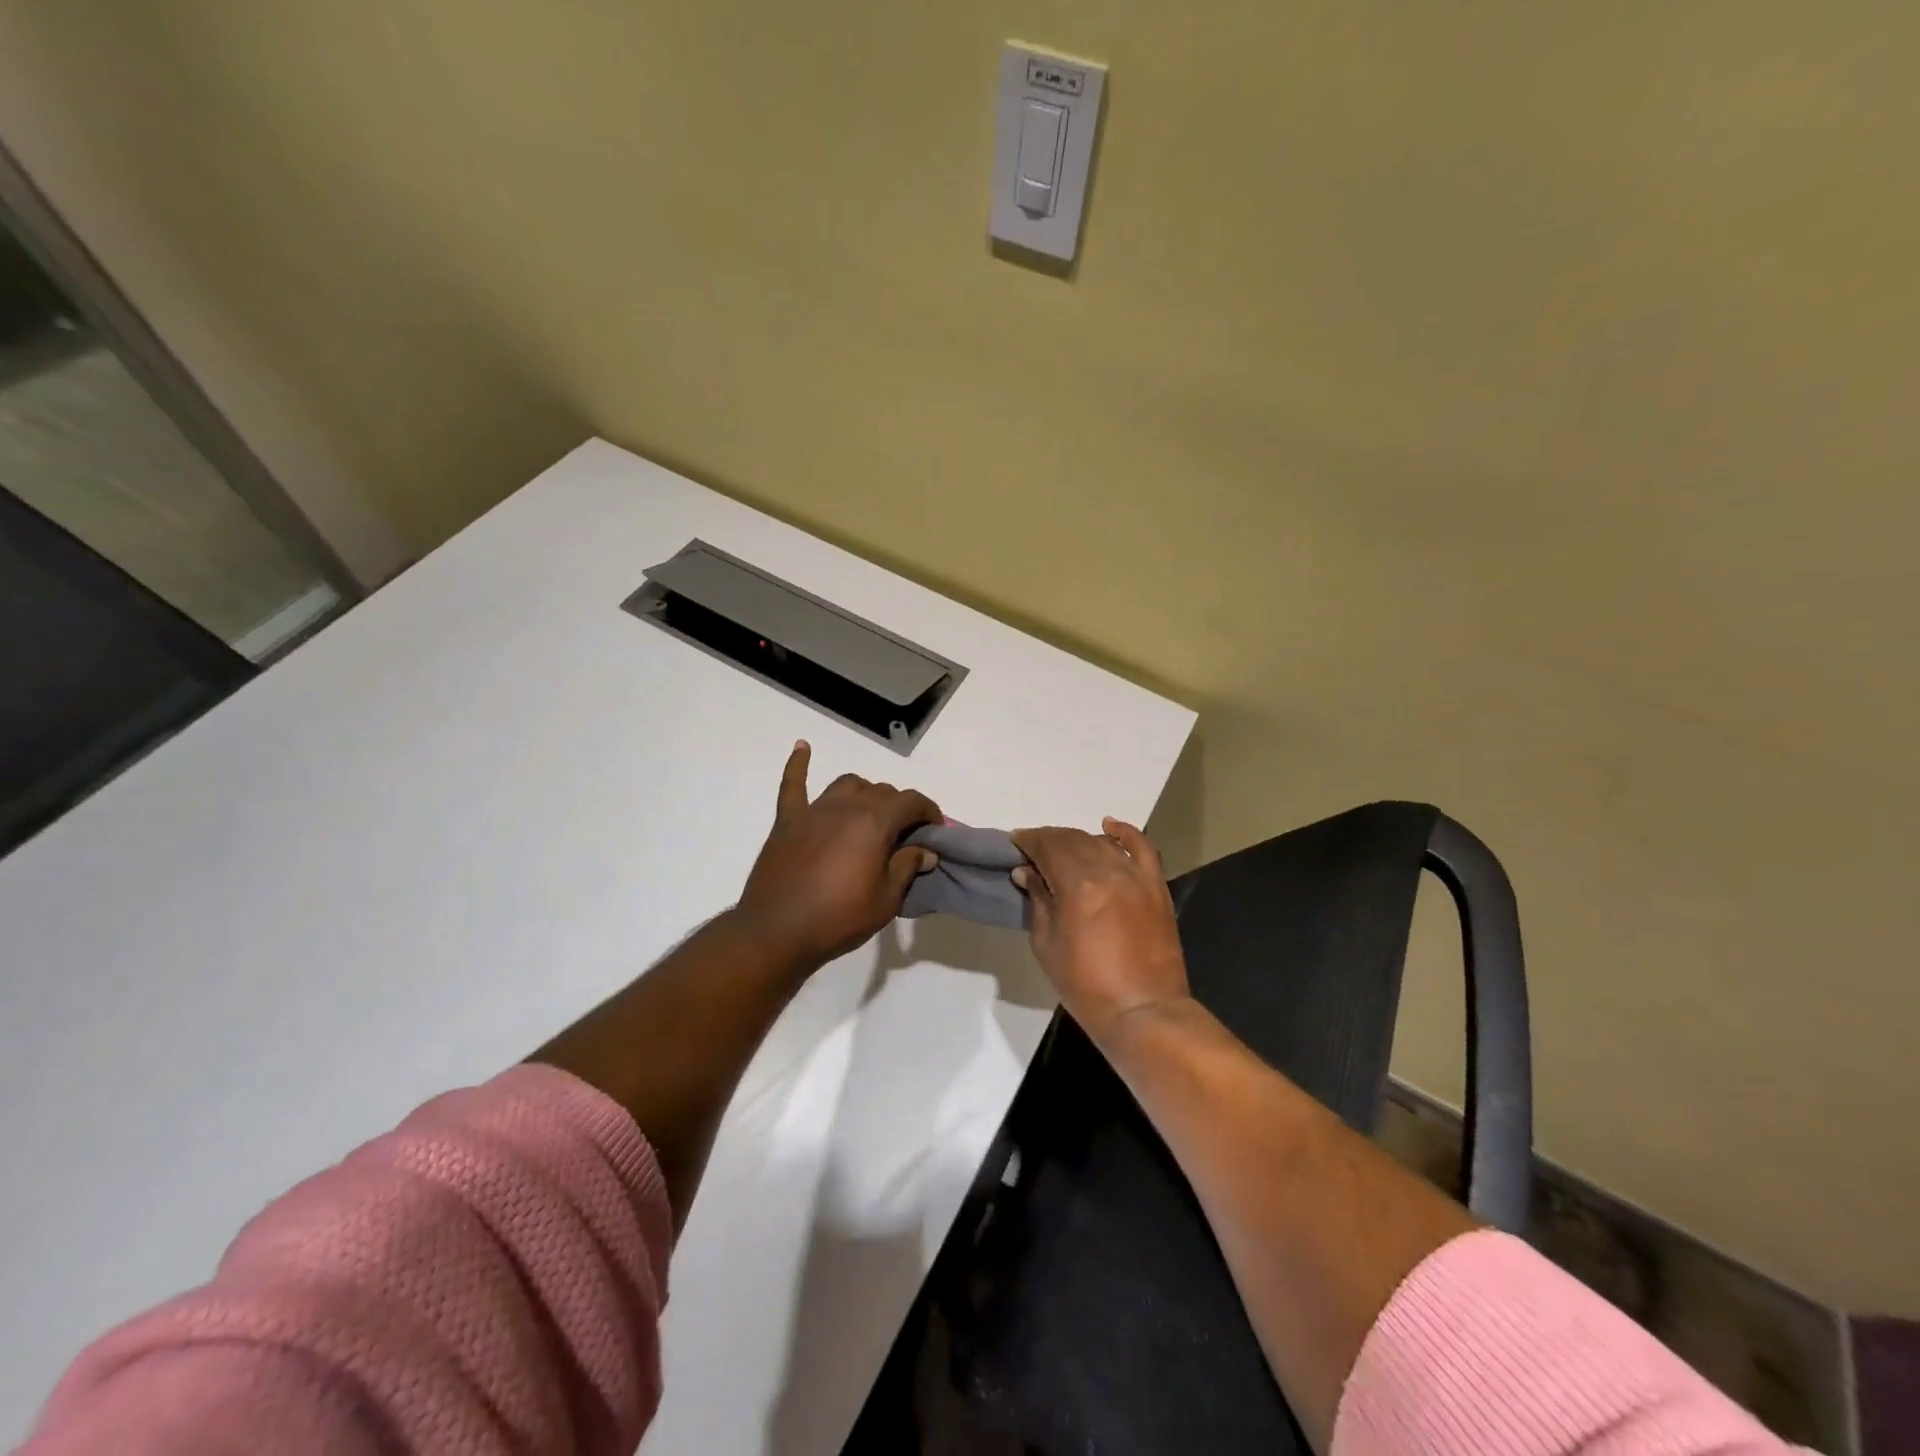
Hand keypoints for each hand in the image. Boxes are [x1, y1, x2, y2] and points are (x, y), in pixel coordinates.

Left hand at [733, 741, 940, 969]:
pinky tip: (802, 747)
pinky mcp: (788, 820)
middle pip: (881, 792)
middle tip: (904, 836)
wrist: (777, 933)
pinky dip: (799, 764)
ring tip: (870, 813)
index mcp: (874, 822)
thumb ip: (907, 867)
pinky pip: (793, 784)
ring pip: (848, 785)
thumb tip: (925, 851)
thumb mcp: (886, 900)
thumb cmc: (839, 918)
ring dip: (864, 793)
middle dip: (899, 808)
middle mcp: (846, 806)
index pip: (911, 802)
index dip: (929, 812)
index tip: (935, 829)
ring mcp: (814, 810)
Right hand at [1011, 819, 1190, 1047]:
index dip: (1029, 841)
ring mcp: (1135, 876)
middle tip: (1033, 849)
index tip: (1015, 842)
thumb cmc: (1085, 984)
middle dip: (1049, 839)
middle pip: (1073, 840)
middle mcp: (1107, 870)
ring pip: (1101, 842)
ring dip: (1078, 840)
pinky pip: (1142, 848)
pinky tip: (1109, 825)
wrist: (1142, 1010)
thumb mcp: (1047, 944)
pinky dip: (1125, 832)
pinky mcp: (1155, 886)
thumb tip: (1026, 872)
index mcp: (1077, 885)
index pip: (1047, 847)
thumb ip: (1038, 901)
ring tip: (1062, 849)